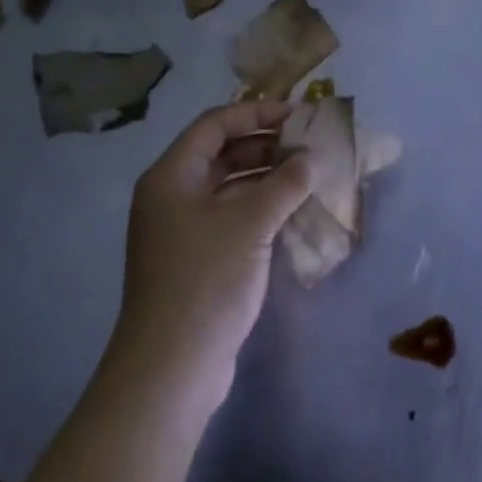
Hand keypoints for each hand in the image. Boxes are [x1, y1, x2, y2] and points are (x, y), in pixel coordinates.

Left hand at [107, 102, 312, 416]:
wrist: (169, 369)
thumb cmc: (205, 281)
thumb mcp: (250, 224)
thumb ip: (284, 184)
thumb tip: (311, 159)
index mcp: (171, 175)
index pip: (215, 124)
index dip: (256, 113)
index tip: (297, 115)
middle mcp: (171, 195)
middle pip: (220, 153)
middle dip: (264, 145)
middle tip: (307, 146)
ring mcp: (180, 229)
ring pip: (227, 187)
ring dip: (265, 178)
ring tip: (307, 175)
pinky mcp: (193, 259)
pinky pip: (229, 216)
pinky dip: (258, 208)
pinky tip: (290, 212)